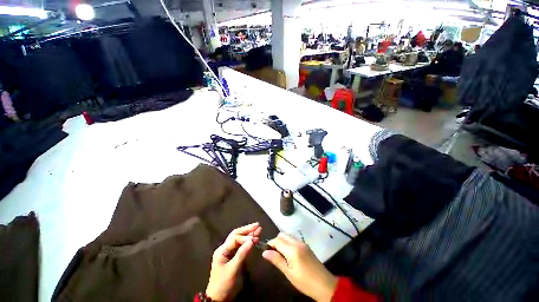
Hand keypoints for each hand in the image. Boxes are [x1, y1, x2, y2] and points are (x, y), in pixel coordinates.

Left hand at [206, 223, 260, 300]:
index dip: (245, 237)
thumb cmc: (224, 284)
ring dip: (249, 234)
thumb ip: (242, 254)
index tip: (255, 238)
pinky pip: (241, 245)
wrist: (219, 298)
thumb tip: (251, 241)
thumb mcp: (233, 269)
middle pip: (237, 235)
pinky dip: (248, 241)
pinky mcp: (233, 256)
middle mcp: (225, 248)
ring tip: (258, 229)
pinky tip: (254, 238)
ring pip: (240, 239)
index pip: (235, 238)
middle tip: (258, 225)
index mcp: (222, 250)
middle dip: (247, 230)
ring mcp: (229, 252)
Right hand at [262, 233, 337, 301]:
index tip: (266, 250)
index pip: (277, 240)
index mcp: (292, 249)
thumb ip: (276, 260)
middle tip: (273, 253)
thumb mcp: (289, 273)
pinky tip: (289, 254)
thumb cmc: (304, 281)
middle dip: (276, 241)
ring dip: (282, 241)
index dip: (270, 243)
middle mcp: (297, 242)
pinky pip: (294, 240)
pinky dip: (288, 243)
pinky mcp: (306, 246)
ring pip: (288, 236)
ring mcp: (303, 243)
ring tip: (280, 255)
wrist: (325, 284)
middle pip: (282, 235)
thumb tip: (265, 252)